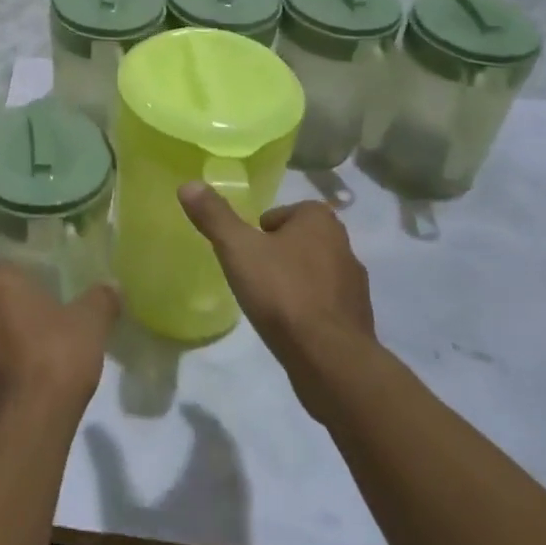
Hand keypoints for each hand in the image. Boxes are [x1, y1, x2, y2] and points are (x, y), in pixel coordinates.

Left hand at [0, 262, 118, 438]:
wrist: (27, 426)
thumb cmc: (55, 356)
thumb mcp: (90, 323)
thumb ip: (101, 298)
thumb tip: (112, 285)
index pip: (3, 263)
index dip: (24, 272)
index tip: (47, 285)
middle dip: (14, 303)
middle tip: (46, 313)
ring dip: (5, 334)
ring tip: (38, 346)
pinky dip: (2, 364)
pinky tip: (27, 376)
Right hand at [178, 186, 375, 410]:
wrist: (330, 360)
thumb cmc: (283, 293)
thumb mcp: (238, 249)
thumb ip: (214, 216)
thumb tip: (188, 184)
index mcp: (320, 221)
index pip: (284, 212)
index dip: (262, 230)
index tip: (248, 251)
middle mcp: (343, 245)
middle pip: (299, 240)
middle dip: (278, 254)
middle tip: (253, 274)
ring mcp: (354, 285)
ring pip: (314, 272)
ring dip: (294, 282)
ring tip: (269, 303)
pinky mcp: (357, 319)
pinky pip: (325, 304)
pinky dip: (309, 310)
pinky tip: (290, 327)